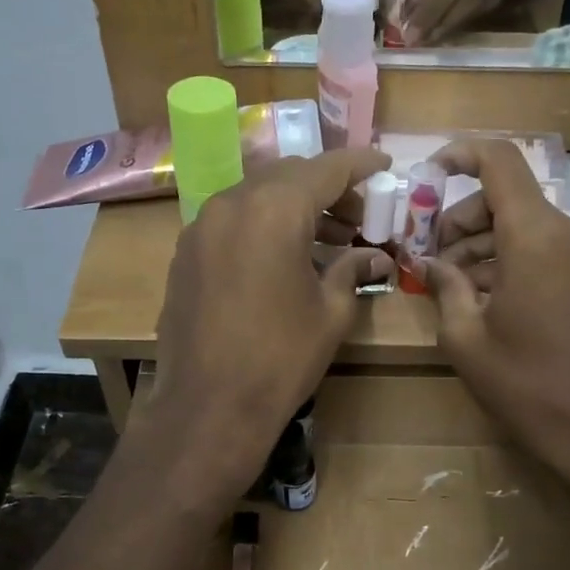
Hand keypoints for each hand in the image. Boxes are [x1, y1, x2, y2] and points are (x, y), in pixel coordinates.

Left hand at [139, 148, 391, 502]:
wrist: (208, 405)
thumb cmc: (281, 358)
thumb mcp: (331, 313)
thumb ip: (353, 270)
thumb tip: (376, 257)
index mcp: (276, 209)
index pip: (327, 168)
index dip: (360, 165)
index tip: (384, 166)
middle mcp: (233, 202)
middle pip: (288, 176)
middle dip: (327, 188)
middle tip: (359, 217)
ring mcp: (202, 226)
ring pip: (257, 196)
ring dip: (293, 207)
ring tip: (327, 241)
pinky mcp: (186, 252)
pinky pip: (232, 221)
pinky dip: (262, 225)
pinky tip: (282, 259)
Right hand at [422, 140, 569, 488]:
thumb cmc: (523, 383)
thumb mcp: (464, 337)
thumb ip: (444, 286)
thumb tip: (429, 263)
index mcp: (535, 237)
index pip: (500, 161)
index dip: (460, 155)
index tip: (428, 175)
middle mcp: (569, 233)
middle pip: (509, 197)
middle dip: (463, 218)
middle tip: (431, 258)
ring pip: (527, 225)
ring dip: (486, 243)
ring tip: (453, 285)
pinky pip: (548, 250)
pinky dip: (513, 259)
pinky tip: (488, 298)